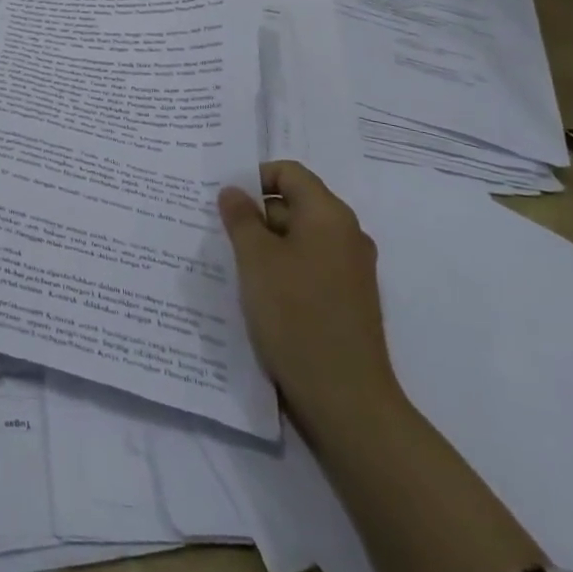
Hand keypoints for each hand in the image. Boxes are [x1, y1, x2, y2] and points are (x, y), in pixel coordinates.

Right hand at [218, 160, 403, 436]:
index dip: (254, 177)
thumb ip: (240, 218)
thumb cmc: (296, 315)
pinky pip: (310, 266)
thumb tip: (233, 191)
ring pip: (300, 238)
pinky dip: (283, 269)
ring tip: (234, 265)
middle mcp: (347, 235)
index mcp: (329, 215)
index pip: (289, 172)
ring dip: (267, 244)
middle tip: (220, 233)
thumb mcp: (255, 260)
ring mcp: (352, 270)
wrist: (345, 399)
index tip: (224, 201)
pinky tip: (259, 293)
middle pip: (295, 203)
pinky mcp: (348, 300)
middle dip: (256, 214)